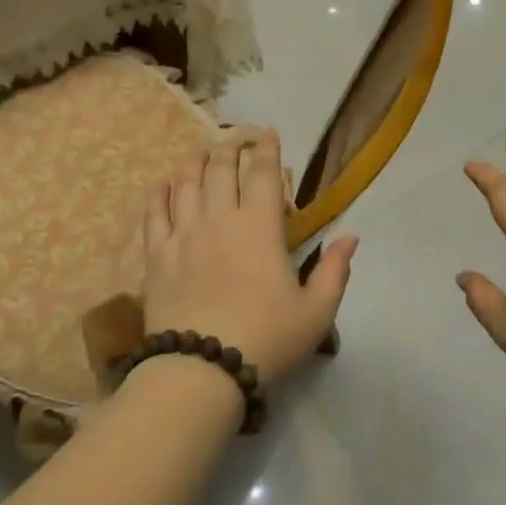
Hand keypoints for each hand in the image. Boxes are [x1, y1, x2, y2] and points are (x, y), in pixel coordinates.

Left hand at [142, 131, 356, 388]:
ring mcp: (183, 235)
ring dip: (194, 163)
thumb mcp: (316, 312)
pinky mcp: (156, 256)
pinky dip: (159, 194)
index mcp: (260, 228)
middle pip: (221, 170)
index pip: (264, 174)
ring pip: (185, 184)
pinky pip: (154, 214)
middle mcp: (219, 220)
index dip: (267, 150)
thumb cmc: (267, 339)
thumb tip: (350, 237)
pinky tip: (163, 186)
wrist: (202, 369)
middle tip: (234, 140)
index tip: (268, 135)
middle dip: (229, 149)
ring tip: (199, 154)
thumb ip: (334, 271)